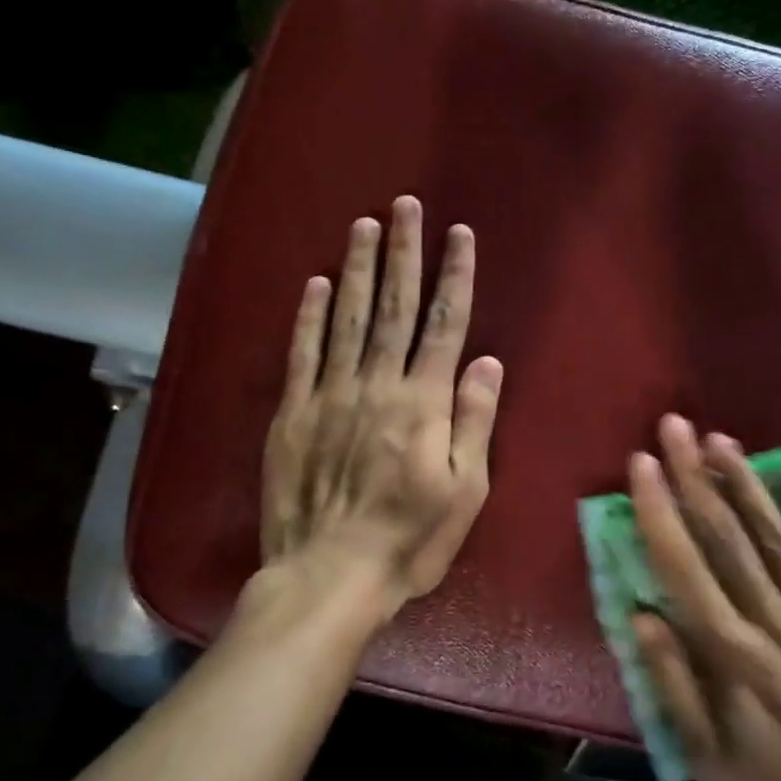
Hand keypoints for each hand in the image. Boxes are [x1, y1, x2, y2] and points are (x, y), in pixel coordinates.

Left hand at [260, 196, 503, 608]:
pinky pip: (302, 354)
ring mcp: (331, 396)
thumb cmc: (411, 539)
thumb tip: (487, 362)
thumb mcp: (465, 490)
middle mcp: (378, 385)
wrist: (330, 575)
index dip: (454, 276)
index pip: (445, 325)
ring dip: (357, 270)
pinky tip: (315, 284)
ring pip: (347, 319)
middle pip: (394, 309)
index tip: (459, 234)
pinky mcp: (293, 415)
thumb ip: (474, 421)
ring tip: (363, 226)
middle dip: (403, 254)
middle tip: (404, 206)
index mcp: (424, 403)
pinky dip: (308, 317)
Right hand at [629, 416, 780, 780]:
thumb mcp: (708, 756)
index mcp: (732, 653)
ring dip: (747, 485)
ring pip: (779, 538)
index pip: (685, 566)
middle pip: (728, 537)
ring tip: (722, 441)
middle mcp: (776, 621)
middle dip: (696, 477)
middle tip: (676, 427)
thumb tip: (640, 613)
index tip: (642, 465)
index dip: (660, 511)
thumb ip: (672, 682)